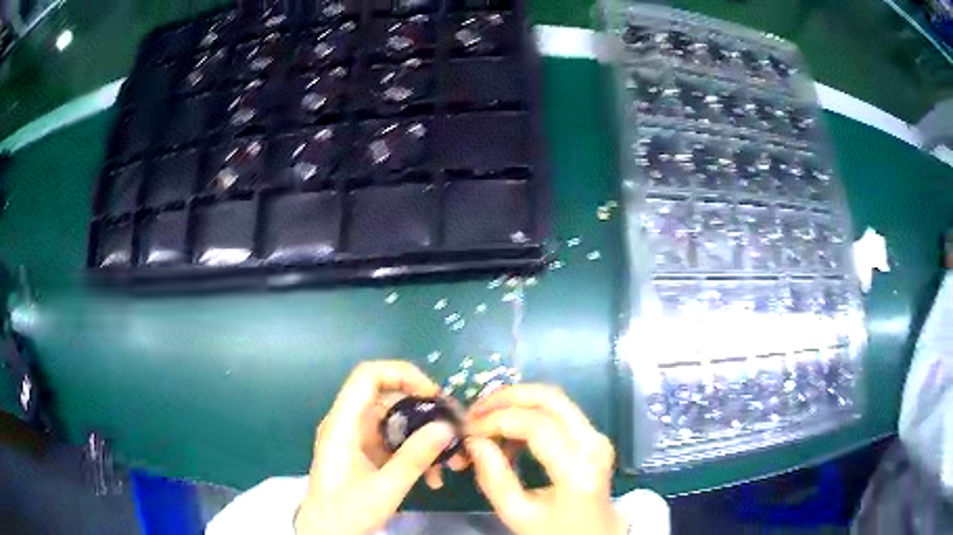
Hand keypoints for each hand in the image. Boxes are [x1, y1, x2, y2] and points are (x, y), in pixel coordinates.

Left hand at [295, 361, 463, 534]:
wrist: (326, 533)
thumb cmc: (347, 512)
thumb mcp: (385, 488)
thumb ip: (415, 457)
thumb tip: (446, 426)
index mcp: (343, 423)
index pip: (368, 376)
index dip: (402, 374)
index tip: (433, 395)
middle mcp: (348, 423)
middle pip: (387, 397)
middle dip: (424, 410)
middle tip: (452, 428)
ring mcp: (357, 438)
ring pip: (396, 420)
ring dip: (424, 436)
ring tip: (449, 460)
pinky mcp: (365, 453)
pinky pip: (395, 440)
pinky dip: (415, 452)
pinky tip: (433, 477)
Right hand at [466, 385, 625, 534]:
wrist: (595, 534)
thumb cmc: (555, 530)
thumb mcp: (517, 514)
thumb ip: (494, 478)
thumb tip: (474, 442)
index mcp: (578, 469)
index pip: (537, 426)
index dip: (498, 420)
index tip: (468, 429)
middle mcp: (593, 443)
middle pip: (550, 398)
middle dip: (506, 397)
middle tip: (474, 410)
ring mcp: (597, 436)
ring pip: (554, 399)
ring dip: (516, 403)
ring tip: (485, 423)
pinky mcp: (593, 435)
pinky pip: (557, 412)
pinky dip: (528, 414)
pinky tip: (507, 435)